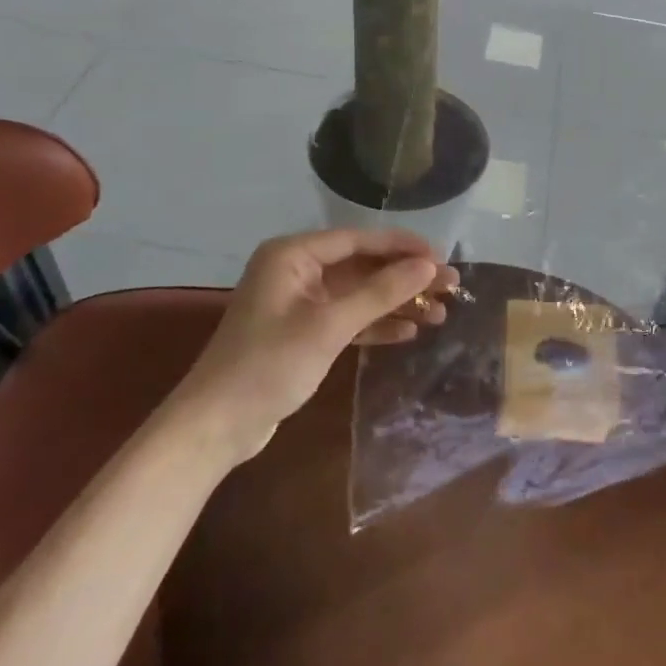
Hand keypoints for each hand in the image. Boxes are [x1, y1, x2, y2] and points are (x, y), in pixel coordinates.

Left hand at [182, 229, 456, 459]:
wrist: (216, 425)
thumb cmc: (269, 365)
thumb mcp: (330, 326)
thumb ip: (380, 292)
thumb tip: (429, 265)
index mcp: (293, 255)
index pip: (359, 239)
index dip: (403, 247)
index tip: (441, 256)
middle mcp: (296, 270)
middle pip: (363, 266)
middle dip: (405, 278)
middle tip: (450, 287)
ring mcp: (299, 302)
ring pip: (359, 294)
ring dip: (396, 303)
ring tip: (440, 313)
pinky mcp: (303, 332)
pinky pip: (348, 318)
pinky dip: (376, 324)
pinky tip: (408, 331)